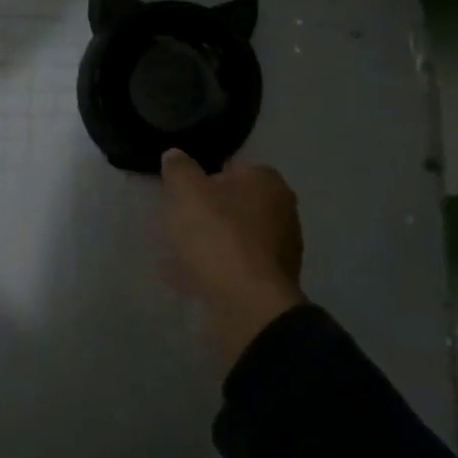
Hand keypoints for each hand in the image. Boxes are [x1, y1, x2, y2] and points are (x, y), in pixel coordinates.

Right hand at [160, 149, 305, 369]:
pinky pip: (235, 268)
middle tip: (178, 223)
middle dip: (208, 213)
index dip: (205, 180)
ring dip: (210, 244)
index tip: (183, 196)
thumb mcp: (187, 192)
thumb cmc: (218, 235)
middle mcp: (282, 212)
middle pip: (236, 205)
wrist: (247, 302)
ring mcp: (281, 250)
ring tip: (177, 255)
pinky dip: (214, 270)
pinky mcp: (272, 282)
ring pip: (235, 238)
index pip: (234, 169)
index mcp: (268, 183)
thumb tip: (175, 155)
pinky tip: (187, 279)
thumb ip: (179, 169)